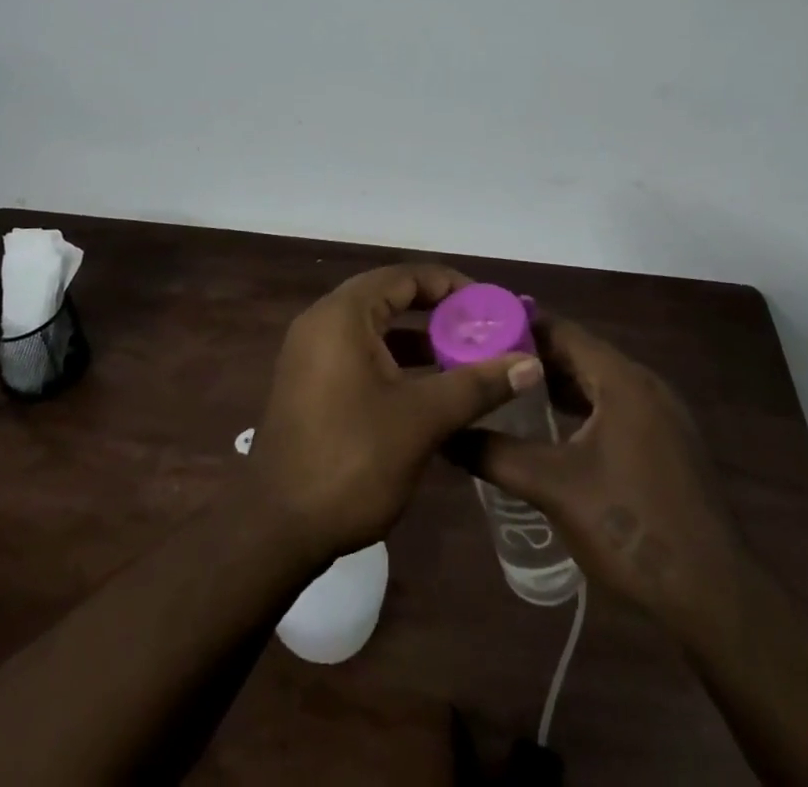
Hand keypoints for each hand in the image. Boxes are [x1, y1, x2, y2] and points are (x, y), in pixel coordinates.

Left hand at [246, 263, 544, 562]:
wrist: (277, 530)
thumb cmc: (351, 460)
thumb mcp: (422, 419)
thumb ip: (477, 384)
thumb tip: (531, 363)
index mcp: (342, 315)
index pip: (405, 277)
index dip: (452, 286)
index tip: (491, 307)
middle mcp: (322, 322)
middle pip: (390, 298)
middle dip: (439, 313)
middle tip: (483, 331)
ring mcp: (311, 354)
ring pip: (376, 330)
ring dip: (419, 340)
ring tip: (466, 359)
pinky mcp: (310, 384)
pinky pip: (361, 355)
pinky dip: (396, 363)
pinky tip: (430, 391)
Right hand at [447, 315, 744, 626]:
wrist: (716, 596)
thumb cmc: (632, 527)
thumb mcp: (553, 488)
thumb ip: (495, 455)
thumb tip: (445, 435)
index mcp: (621, 380)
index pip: (561, 331)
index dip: (517, 325)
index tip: (476, 328)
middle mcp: (644, 384)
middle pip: (579, 353)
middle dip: (531, 355)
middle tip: (482, 359)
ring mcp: (661, 414)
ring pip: (596, 382)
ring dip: (554, 382)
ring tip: (505, 387)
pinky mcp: (666, 443)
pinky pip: (613, 406)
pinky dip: (580, 406)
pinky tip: (550, 426)